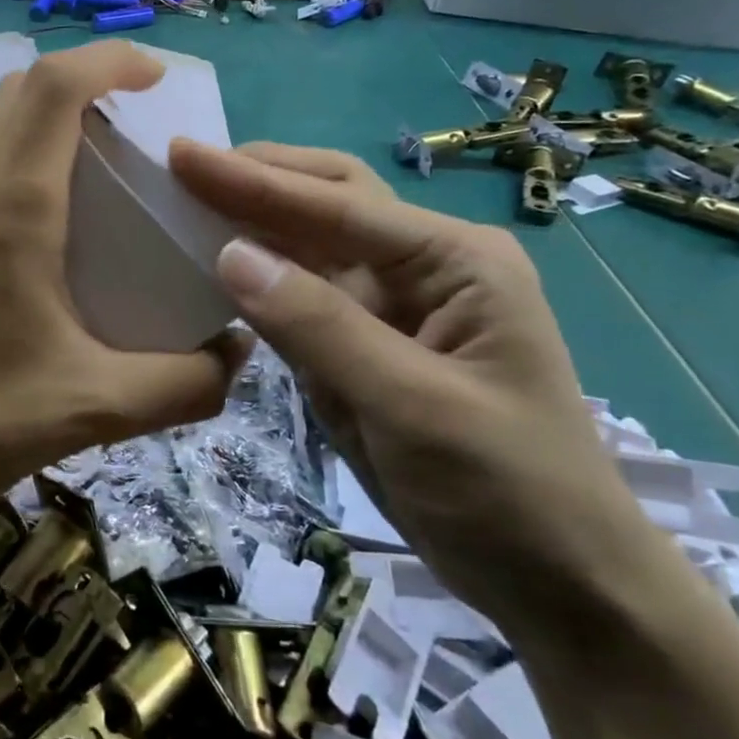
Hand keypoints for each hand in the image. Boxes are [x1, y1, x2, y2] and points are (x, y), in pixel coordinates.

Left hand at [0, 44, 250, 528]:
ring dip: (33, 132)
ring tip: (75, 185)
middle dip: (78, 88)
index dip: (108, 60)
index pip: (54, 86)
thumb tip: (236, 353)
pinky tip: (11, 242)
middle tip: (123, 130)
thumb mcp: (97, 409)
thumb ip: (186, 382)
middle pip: (15, 93)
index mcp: (8, 208)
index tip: (151, 76)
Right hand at [169, 141, 656, 636]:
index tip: (181, 155)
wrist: (557, 583)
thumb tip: (229, 252)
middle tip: (180, 165)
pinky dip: (254, 276)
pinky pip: (298, 297)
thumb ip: (318, 325)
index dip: (252, 181)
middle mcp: (421, 267)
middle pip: (327, 202)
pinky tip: (213, 262)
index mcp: (454, 261)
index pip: (336, 207)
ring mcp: (389, 307)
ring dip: (249, 220)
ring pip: (307, 245)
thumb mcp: (413, 406)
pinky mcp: (360, 346)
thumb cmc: (507, 490)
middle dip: (256, 179)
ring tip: (183, 199)